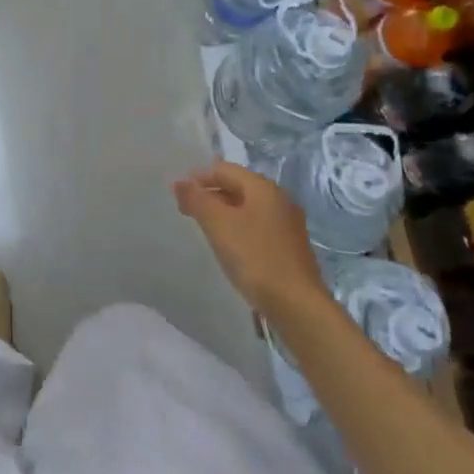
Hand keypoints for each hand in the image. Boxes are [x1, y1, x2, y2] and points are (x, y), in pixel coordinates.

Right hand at [174, 162, 327, 317]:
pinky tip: (229, 246)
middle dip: (210, 194)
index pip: (224, 169)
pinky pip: (257, 226)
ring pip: (248, 207)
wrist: (296, 304)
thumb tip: (179, 181)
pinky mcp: (289, 246)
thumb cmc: (255, 258)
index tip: (177, 194)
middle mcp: (279, 199)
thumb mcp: (219, 225)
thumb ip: (197, 200)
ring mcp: (287, 223)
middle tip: (186, 211)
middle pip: (238, 186)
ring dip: (223, 212)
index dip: (199, 177)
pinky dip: (238, 228)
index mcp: (263, 187)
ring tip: (203, 228)